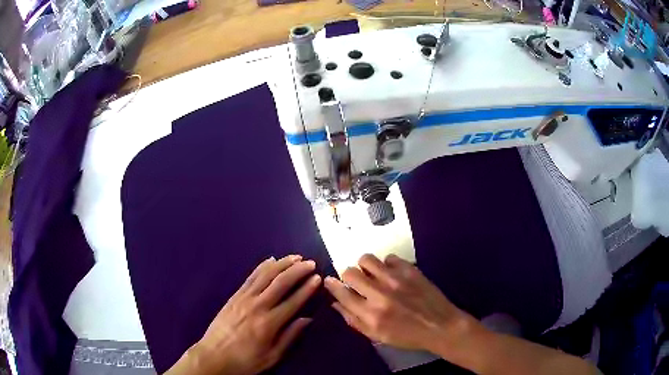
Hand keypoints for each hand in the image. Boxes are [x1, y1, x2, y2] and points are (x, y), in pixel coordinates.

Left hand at [166, 255, 321, 374]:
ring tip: (295, 257)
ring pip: (265, 275)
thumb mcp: (272, 356)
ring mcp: (244, 298)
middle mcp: (257, 306)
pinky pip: (250, 277)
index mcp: (269, 323)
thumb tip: (307, 319)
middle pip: (280, 283)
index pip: (293, 301)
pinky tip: (271, 260)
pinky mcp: (234, 296)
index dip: (307, 288)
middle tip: (310, 263)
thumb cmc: (245, 360)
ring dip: (282, 264)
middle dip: (297, 271)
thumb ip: (290, 337)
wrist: (213, 356)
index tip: (318, 277)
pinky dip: (262, 267)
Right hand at [324, 254, 476, 354]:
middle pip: (350, 272)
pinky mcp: (410, 270)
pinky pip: (389, 257)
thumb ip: (354, 320)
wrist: (440, 326)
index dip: (332, 285)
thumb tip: (336, 303)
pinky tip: (393, 274)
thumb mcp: (377, 336)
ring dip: (366, 267)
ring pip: (367, 259)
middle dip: (349, 276)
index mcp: (370, 315)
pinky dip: (387, 265)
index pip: (342, 293)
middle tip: (357, 282)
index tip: (329, 281)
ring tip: (374, 275)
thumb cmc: (407, 336)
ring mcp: (395, 279)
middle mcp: (379, 295)